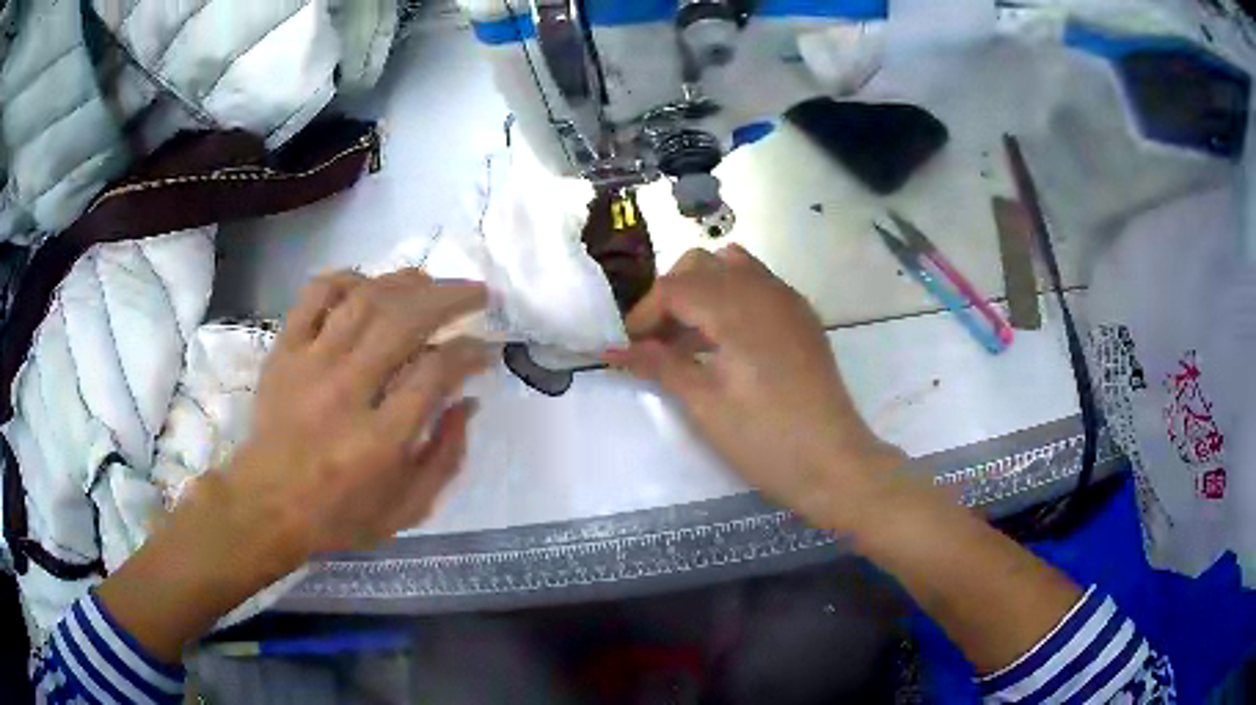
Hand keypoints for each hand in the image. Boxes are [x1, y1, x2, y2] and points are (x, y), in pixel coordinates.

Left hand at [221, 269, 491, 573]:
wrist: (266, 506)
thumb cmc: (339, 514)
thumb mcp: (407, 509)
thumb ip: (445, 458)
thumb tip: (468, 403)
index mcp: (379, 440)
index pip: (435, 373)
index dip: (469, 352)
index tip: (485, 349)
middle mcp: (346, 391)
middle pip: (403, 321)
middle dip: (449, 298)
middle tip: (476, 293)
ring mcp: (310, 364)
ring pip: (364, 299)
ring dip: (406, 282)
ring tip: (430, 281)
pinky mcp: (284, 350)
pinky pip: (315, 295)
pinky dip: (346, 279)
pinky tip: (367, 284)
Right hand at [605, 246, 902, 529]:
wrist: (833, 462)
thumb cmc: (764, 439)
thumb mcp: (705, 404)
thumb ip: (660, 365)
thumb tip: (615, 349)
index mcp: (736, 308)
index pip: (675, 286)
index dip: (645, 313)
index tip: (631, 347)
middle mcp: (764, 289)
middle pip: (701, 264)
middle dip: (671, 295)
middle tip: (658, 342)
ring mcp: (788, 300)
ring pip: (733, 266)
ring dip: (703, 290)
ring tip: (692, 338)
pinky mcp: (802, 317)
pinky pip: (759, 284)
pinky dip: (732, 297)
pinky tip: (727, 341)